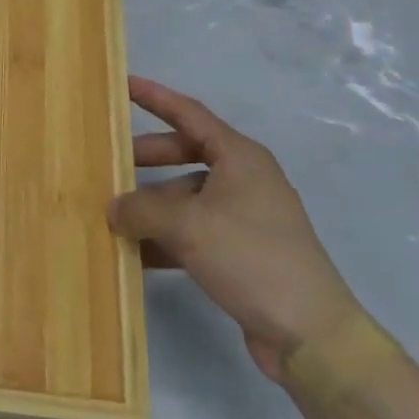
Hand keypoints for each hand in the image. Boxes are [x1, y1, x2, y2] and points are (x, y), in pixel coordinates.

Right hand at [112, 76, 361, 382]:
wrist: (309, 333)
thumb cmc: (251, 257)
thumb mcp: (188, 225)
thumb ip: (142, 209)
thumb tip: (114, 209)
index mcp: (239, 157)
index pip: (189, 114)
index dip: (155, 98)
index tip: (123, 85)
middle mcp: (243, 179)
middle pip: (184, 154)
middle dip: (146, 158)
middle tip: (109, 163)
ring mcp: (243, 216)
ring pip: (185, 197)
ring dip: (151, 205)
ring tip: (112, 215)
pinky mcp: (240, 252)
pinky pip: (193, 232)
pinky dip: (165, 238)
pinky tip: (135, 254)